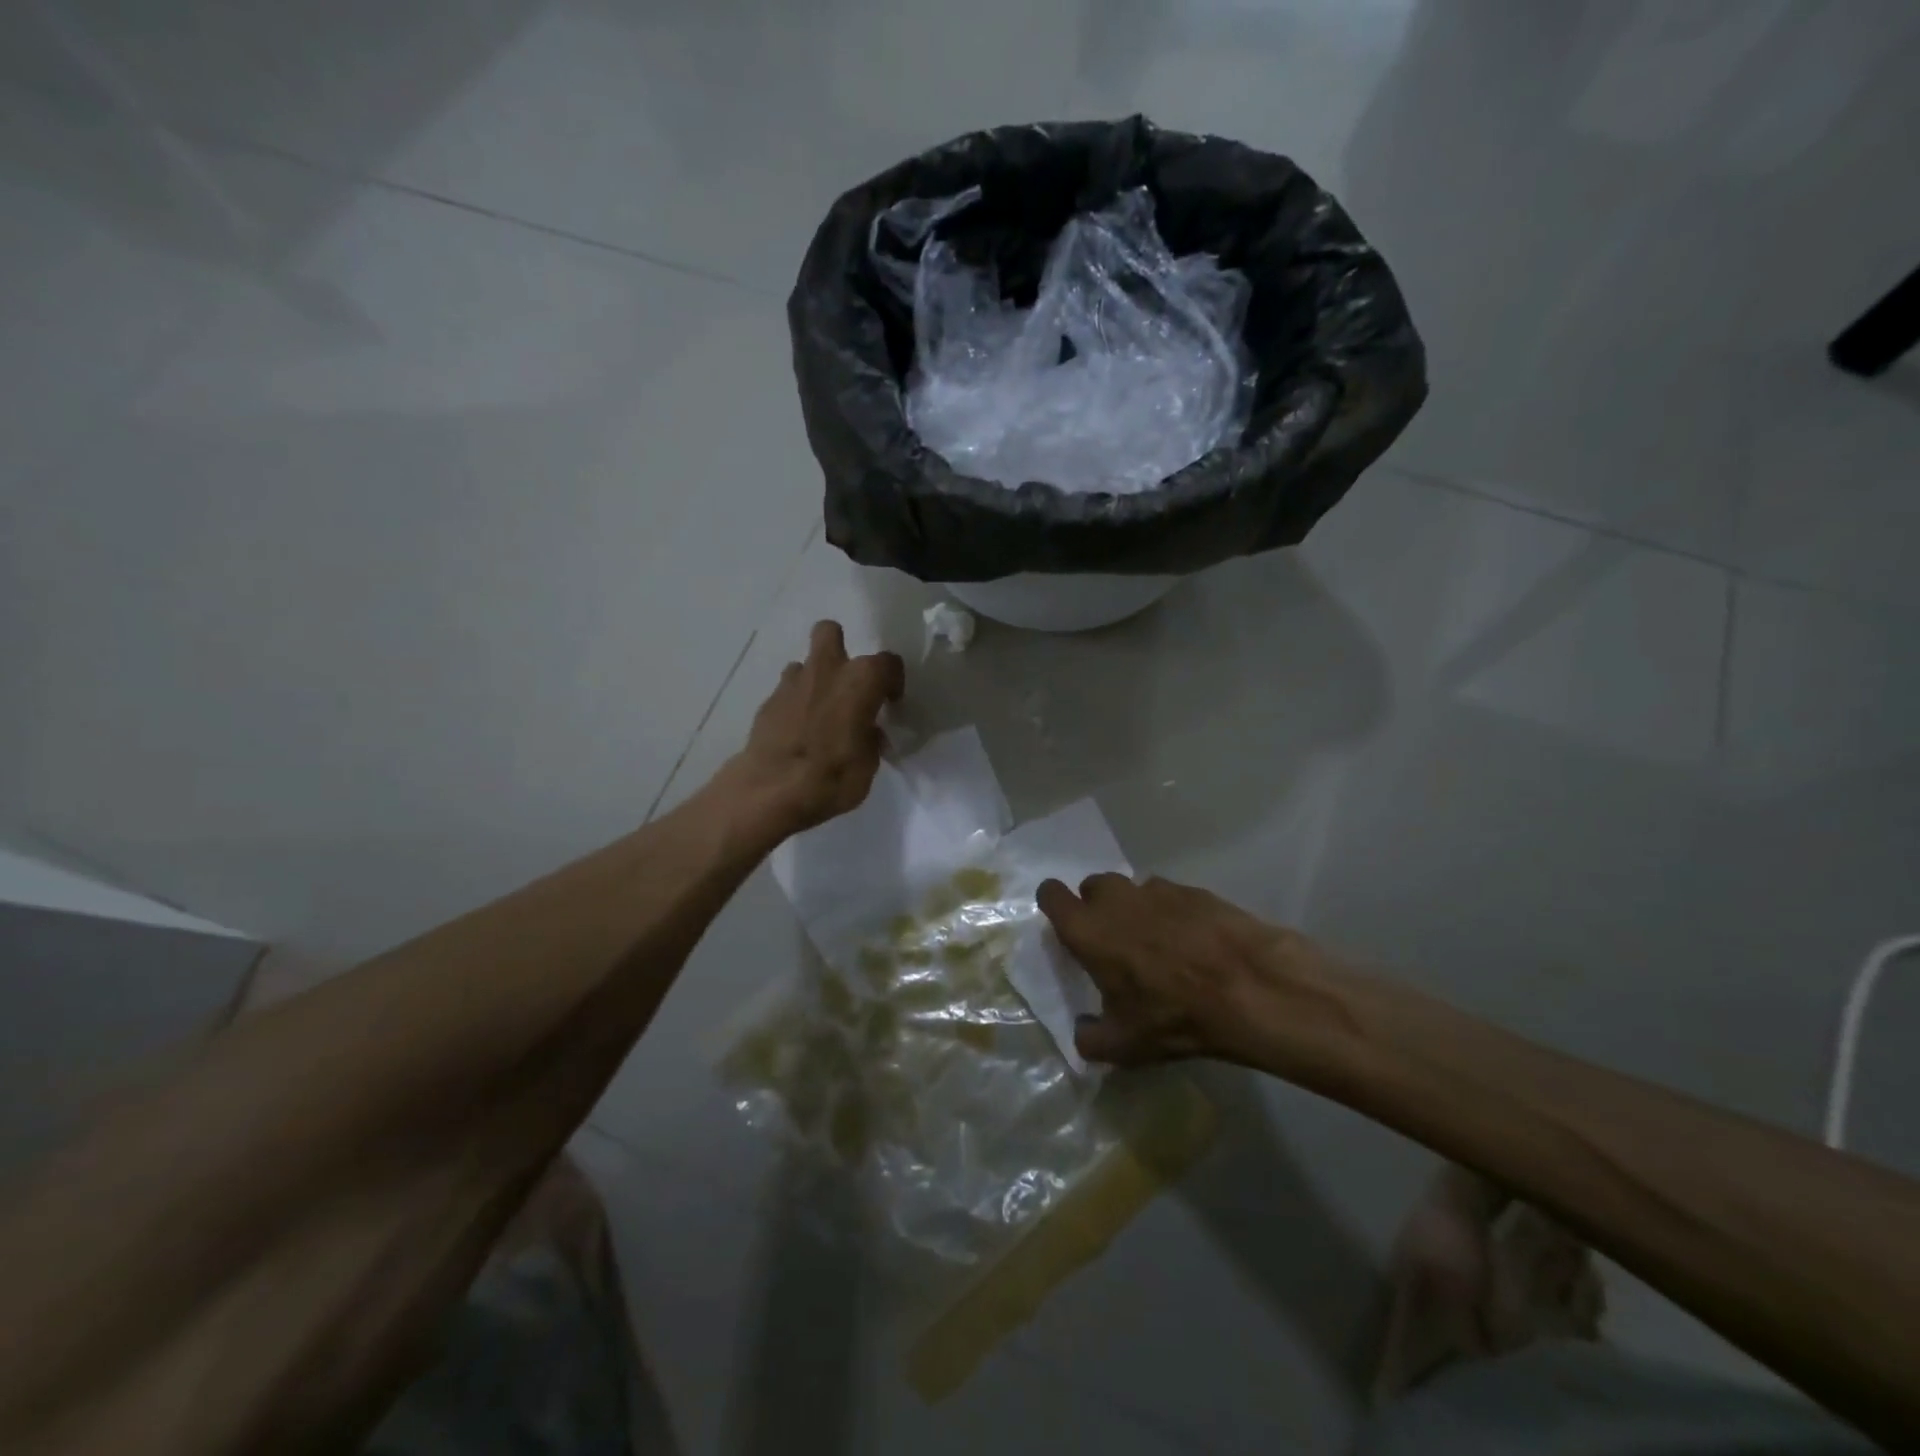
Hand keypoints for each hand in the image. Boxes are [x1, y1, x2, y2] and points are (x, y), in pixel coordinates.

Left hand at [728, 621, 903, 837]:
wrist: (770, 790)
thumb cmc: (832, 777)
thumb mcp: (868, 766)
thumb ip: (871, 739)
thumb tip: (867, 732)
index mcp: (861, 680)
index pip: (888, 663)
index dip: (892, 681)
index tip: (890, 702)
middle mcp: (827, 670)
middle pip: (830, 632)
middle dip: (839, 648)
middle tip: (847, 682)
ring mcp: (792, 683)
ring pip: (805, 662)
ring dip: (815, 679)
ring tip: (820, 710)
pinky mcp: (767, 701)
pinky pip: (787, 691)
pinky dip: (795, 703)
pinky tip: (798, 730)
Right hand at [1036, 874, 1348, 1069]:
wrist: (1251, 989)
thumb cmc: (1174, 1016)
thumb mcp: (1125, 1046)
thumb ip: (1091, 1038)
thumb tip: (1084, 1031)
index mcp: (1088, 930)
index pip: (1051, 894)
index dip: (1054, 905)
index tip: (1065, 926)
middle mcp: (1116, 899)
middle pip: (1092, 887)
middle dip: (1096, 907)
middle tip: (1113, 941)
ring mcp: (1157, 890)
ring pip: (1132, 889)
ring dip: (1135, 909)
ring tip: (1156, 943)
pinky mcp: (1194, 890)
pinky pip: (1170, 896)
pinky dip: (1172, 913)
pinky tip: (1193, 942)